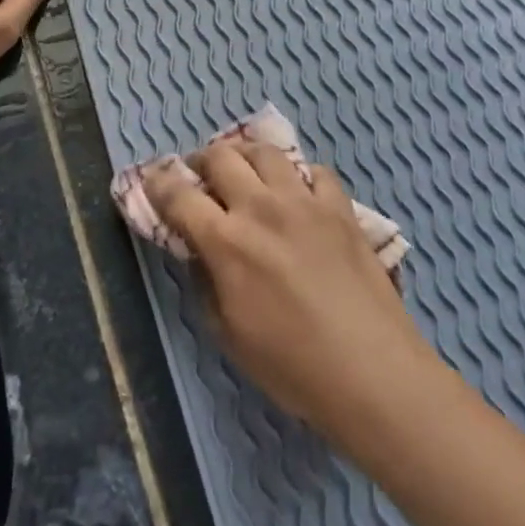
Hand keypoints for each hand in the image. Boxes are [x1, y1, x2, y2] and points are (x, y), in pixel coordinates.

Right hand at [147, 141, 435, 441]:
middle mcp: (262, 208)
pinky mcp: (341, 209)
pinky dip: (298, 176)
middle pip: (221, 157)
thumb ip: (206, 281)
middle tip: (199, 176)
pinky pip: (315, 172)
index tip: (152, 179)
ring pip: (266, 152)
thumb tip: (200, 250)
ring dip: (245, 155)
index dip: (158, 182)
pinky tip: (298, 193)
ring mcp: (305, 203)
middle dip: (201, 161)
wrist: (372, 373)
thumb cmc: (292, 366)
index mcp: (227, 242)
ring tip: (244, 171)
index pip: (179, 195)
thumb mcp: (228, 333)